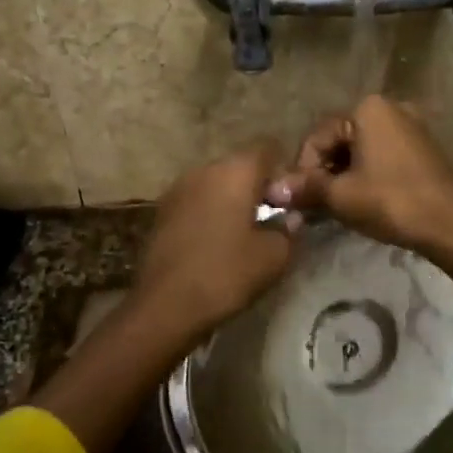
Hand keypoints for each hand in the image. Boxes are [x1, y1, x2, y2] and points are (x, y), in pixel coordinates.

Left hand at [135, 140, 297, 338]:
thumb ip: (289, 229)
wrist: (166, 305)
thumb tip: (290, 217)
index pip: (268, 147)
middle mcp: (204, 169)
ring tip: (242, 234)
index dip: (283, 171)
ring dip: (232, 200)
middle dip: (257, 186)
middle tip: (270, 220)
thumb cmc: (226, 273)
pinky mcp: (162, 211)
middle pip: (240, 165)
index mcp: (235, 171)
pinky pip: (197, 200)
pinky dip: (210, 213)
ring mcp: (178, 188)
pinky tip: (215, 242)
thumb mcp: (274, 256)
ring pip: (216, 183)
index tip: (288, 202)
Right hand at [268, 96, 452, 257]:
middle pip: (340, 140)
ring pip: (360, 150)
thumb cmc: (391, 201)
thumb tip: (272, 190)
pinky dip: (366, 176)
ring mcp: (411, 127)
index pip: (318, 137)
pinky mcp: (422, 149)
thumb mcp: (341, 196)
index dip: (303, 170)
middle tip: (317, 206)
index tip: (300, 200)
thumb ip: (305, 188)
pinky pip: (382, 157)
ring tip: (338, 207)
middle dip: (324, 173)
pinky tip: (363, 202)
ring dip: (343, 177)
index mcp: (367, 108)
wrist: (451, 225)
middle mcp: (390, 108)